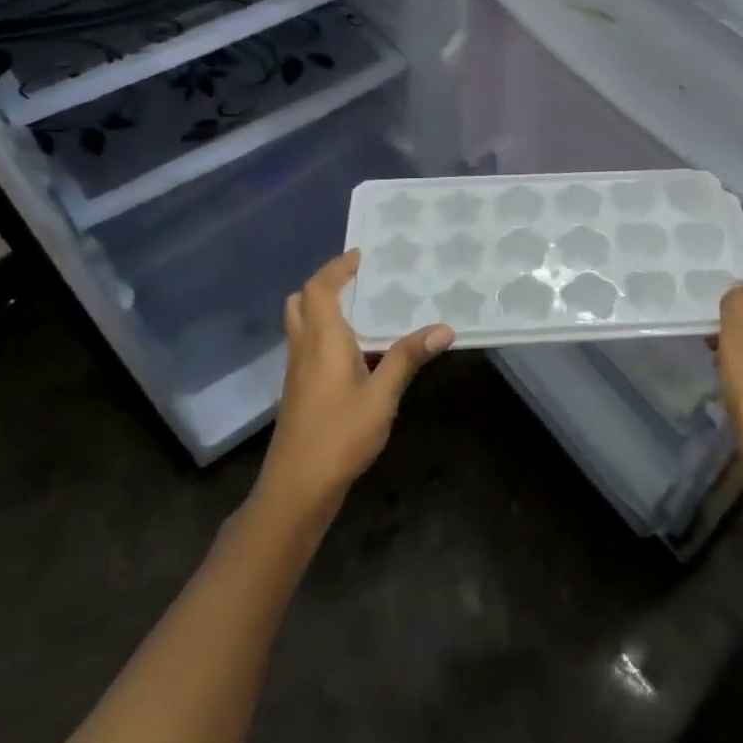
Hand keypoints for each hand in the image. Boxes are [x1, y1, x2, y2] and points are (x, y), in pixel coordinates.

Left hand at [255, 250, 452, 518]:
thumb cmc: (339, 435)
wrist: (297, 487)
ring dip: (322, 307)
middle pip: (301, 301)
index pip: (320, 288)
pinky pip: (307, 344)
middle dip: (325, 284)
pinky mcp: (299, 389)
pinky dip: (324, 331)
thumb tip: (444, 328)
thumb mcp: (382, 396)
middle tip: (357, 279)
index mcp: (322, 339)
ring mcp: (297, 370)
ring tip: (361, 307)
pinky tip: (356, 350)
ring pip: (301, 324)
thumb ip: (408, 358)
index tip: (361, 254)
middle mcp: (304, 347)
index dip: (337, 268)